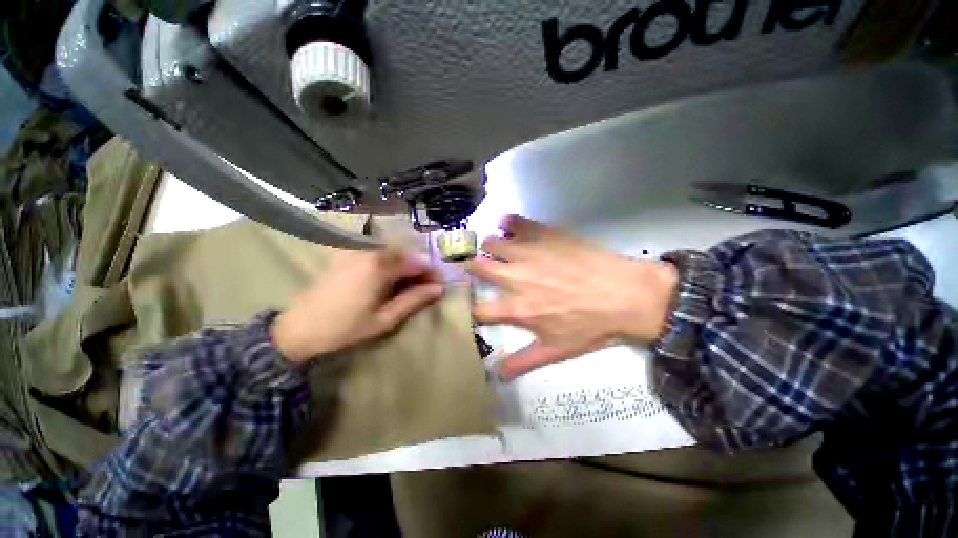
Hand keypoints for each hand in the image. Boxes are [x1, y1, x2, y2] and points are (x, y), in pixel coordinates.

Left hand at [271, 250, 442, 361]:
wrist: (299, 329)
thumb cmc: (346, 327)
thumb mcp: (385, 319)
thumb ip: (413, 300)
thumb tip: (438, 288)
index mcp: (380, 267)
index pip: (416, 263)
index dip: (431, 272)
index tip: (440, 283)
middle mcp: (369, 253)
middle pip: (405, 254)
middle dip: (420, 267)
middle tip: (427, 284)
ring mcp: (356, 252)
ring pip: (391, 253)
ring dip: (405, 265)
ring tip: (410, 283)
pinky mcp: (346, 256)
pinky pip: (376, 254)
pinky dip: (389, 263)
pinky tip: (389, 278)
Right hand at [467, 215, 677, 379]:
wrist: (625, 295)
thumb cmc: (590, 326)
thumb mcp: (555, 351)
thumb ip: (522, 362)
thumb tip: (496, 376)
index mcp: (517, 308)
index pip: (479, 309)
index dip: (470, 306)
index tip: (469, 302)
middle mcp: (516, 277)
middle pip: (478, 267)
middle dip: (471, 266)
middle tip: (475, 266)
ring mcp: (529, 252)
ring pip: (491, 242)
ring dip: (488, 247)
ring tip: (495, 249)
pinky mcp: (545, 234)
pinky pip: (516, 222)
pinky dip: (508, 223)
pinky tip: (508, 225)